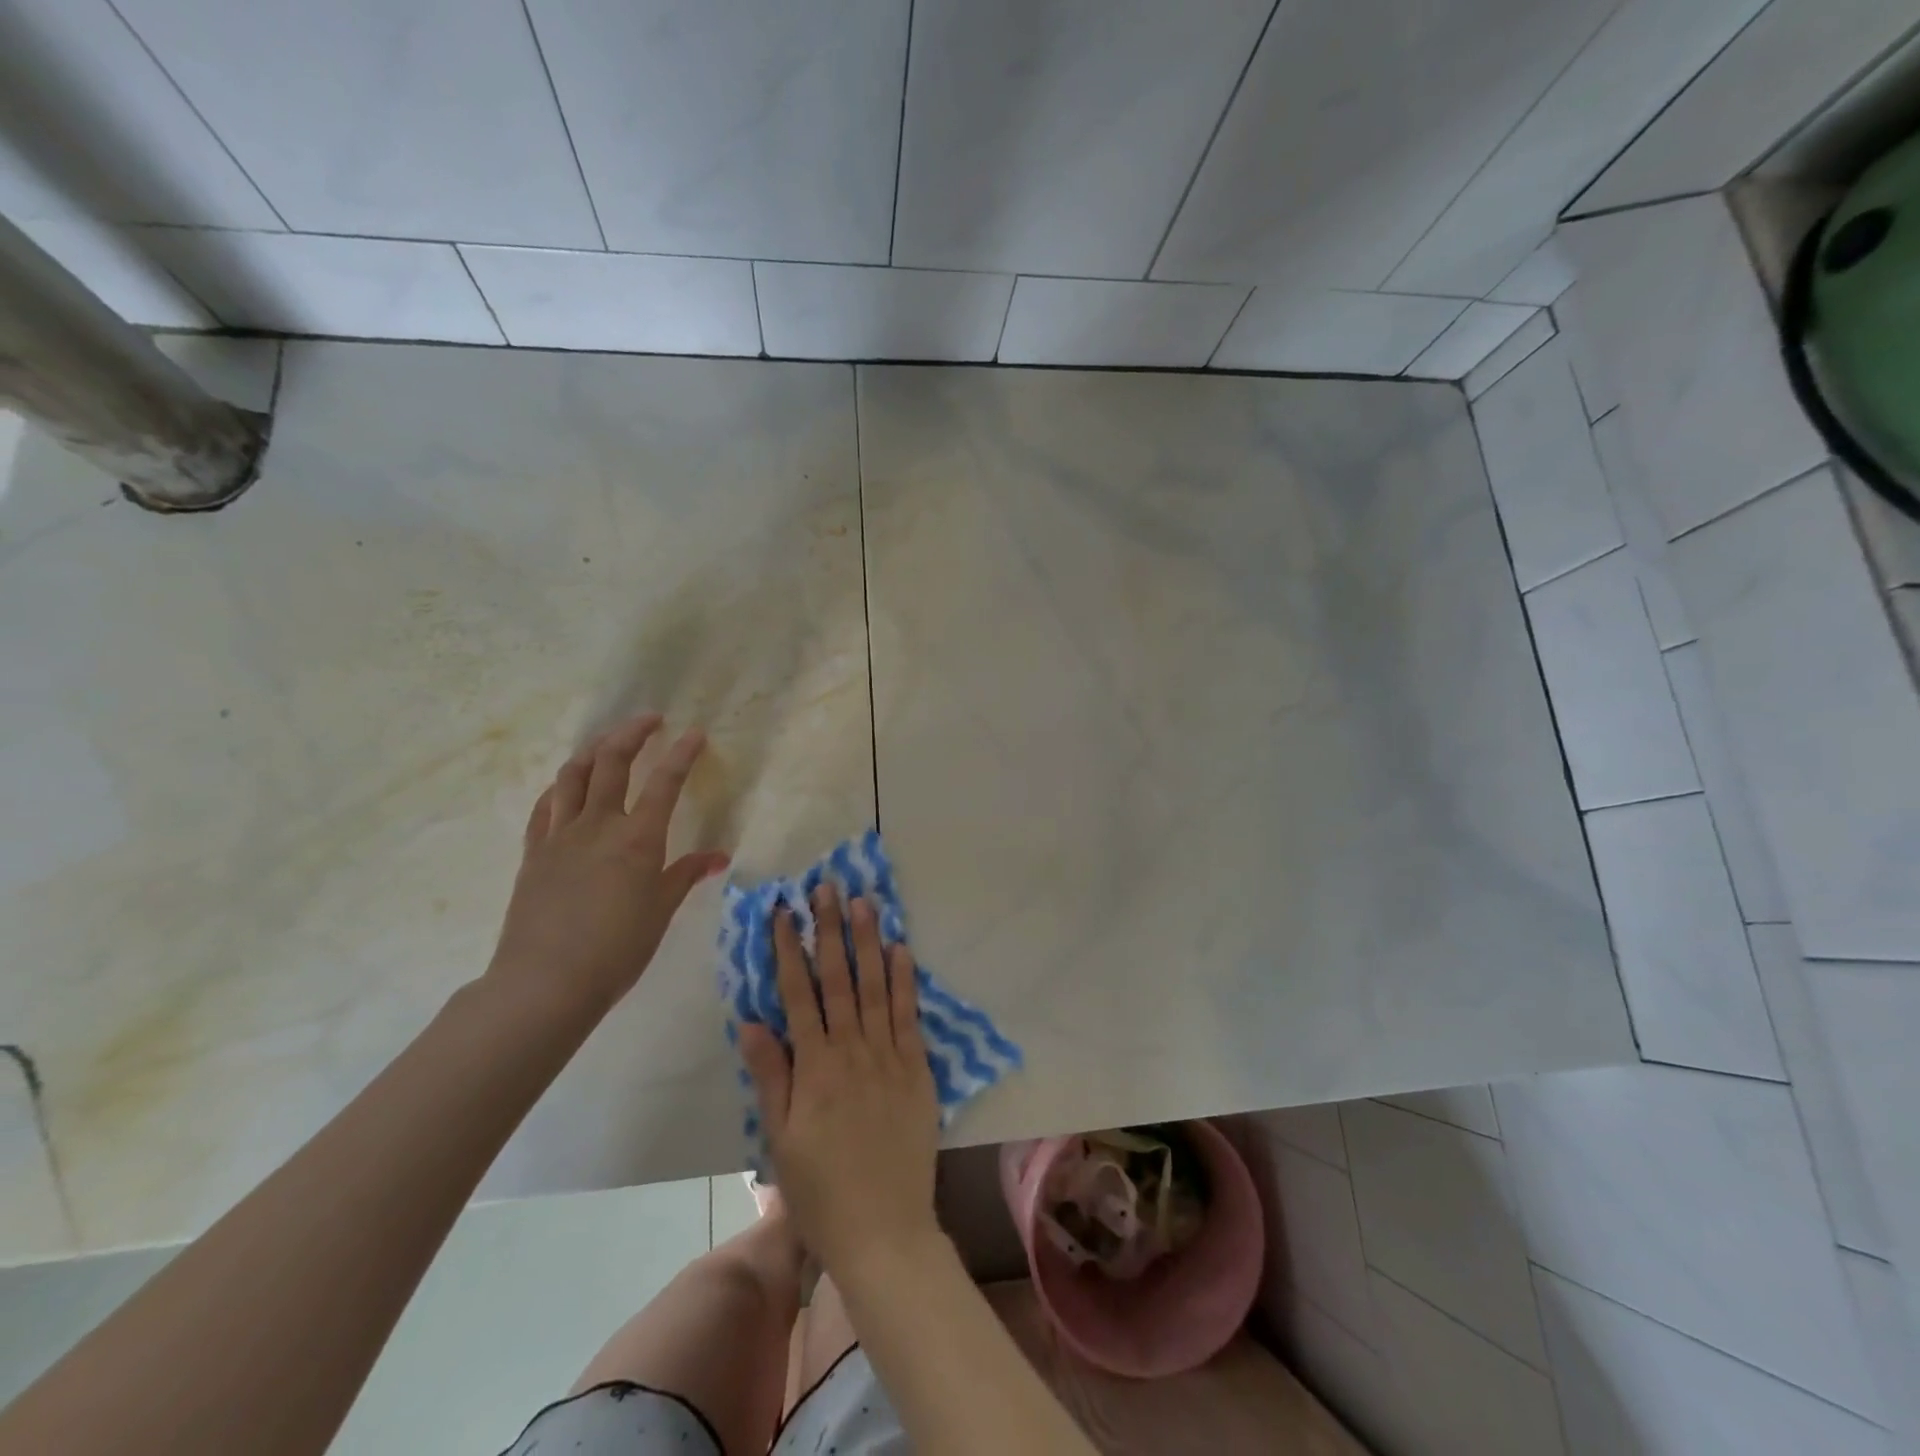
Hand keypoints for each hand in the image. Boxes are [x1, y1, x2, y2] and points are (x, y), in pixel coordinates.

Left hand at [487, 713, 728, 1012]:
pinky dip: (560, 787)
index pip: (665, 783)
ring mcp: (560, 836)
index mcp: (637, 839)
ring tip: (609, 742)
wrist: (545, 983)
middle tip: (650, 719)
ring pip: (573, 775)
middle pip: (612, 762)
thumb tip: (717, 856)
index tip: (694, 733)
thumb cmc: (616, 950)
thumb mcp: (660, 911)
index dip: (682, 754)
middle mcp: (598, 825)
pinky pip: (545, 807)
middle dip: (632, 733)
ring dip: (594, 750)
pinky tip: (567, 787)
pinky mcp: (534, 852)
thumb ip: (686, 875)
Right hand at [739, 887, 942, 1277]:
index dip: (790, 949)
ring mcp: (889, 1056)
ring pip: (877, 986)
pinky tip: (902, 949)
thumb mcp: (780, 1139)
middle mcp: (851, 1050)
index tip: (784, 911)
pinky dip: (906, 979)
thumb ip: (771, 1075)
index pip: (797, 994)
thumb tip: (751, 1020)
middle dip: (830, 929)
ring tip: (864, 902)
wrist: (884, 1230)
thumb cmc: (821, 1190)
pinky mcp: (918, 1068)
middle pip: (838, 978)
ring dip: (869, 941)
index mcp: (814, 1067)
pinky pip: (910, 1015)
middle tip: (827, 887)